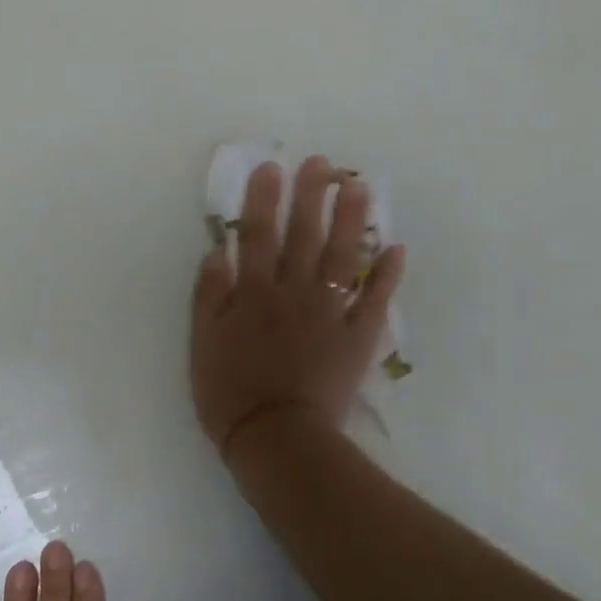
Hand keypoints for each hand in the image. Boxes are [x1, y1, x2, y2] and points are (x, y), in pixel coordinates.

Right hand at [190, 156, 405, 460]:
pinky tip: (397, 249)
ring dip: (352, 221)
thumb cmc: (230, 392)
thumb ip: (210, 294)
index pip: (259, 236)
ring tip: (359, 187)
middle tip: (321, 164)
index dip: (264, 200)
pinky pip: (375, 302)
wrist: (277, 437)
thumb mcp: (203, 342)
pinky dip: (387, 276)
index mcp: (255, 293)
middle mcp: (295, 293)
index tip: (272, 168)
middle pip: (305, 237)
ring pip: (344, 258)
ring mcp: (330, 313)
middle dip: (311, 197)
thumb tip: (220, 251)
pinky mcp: (357, 338)